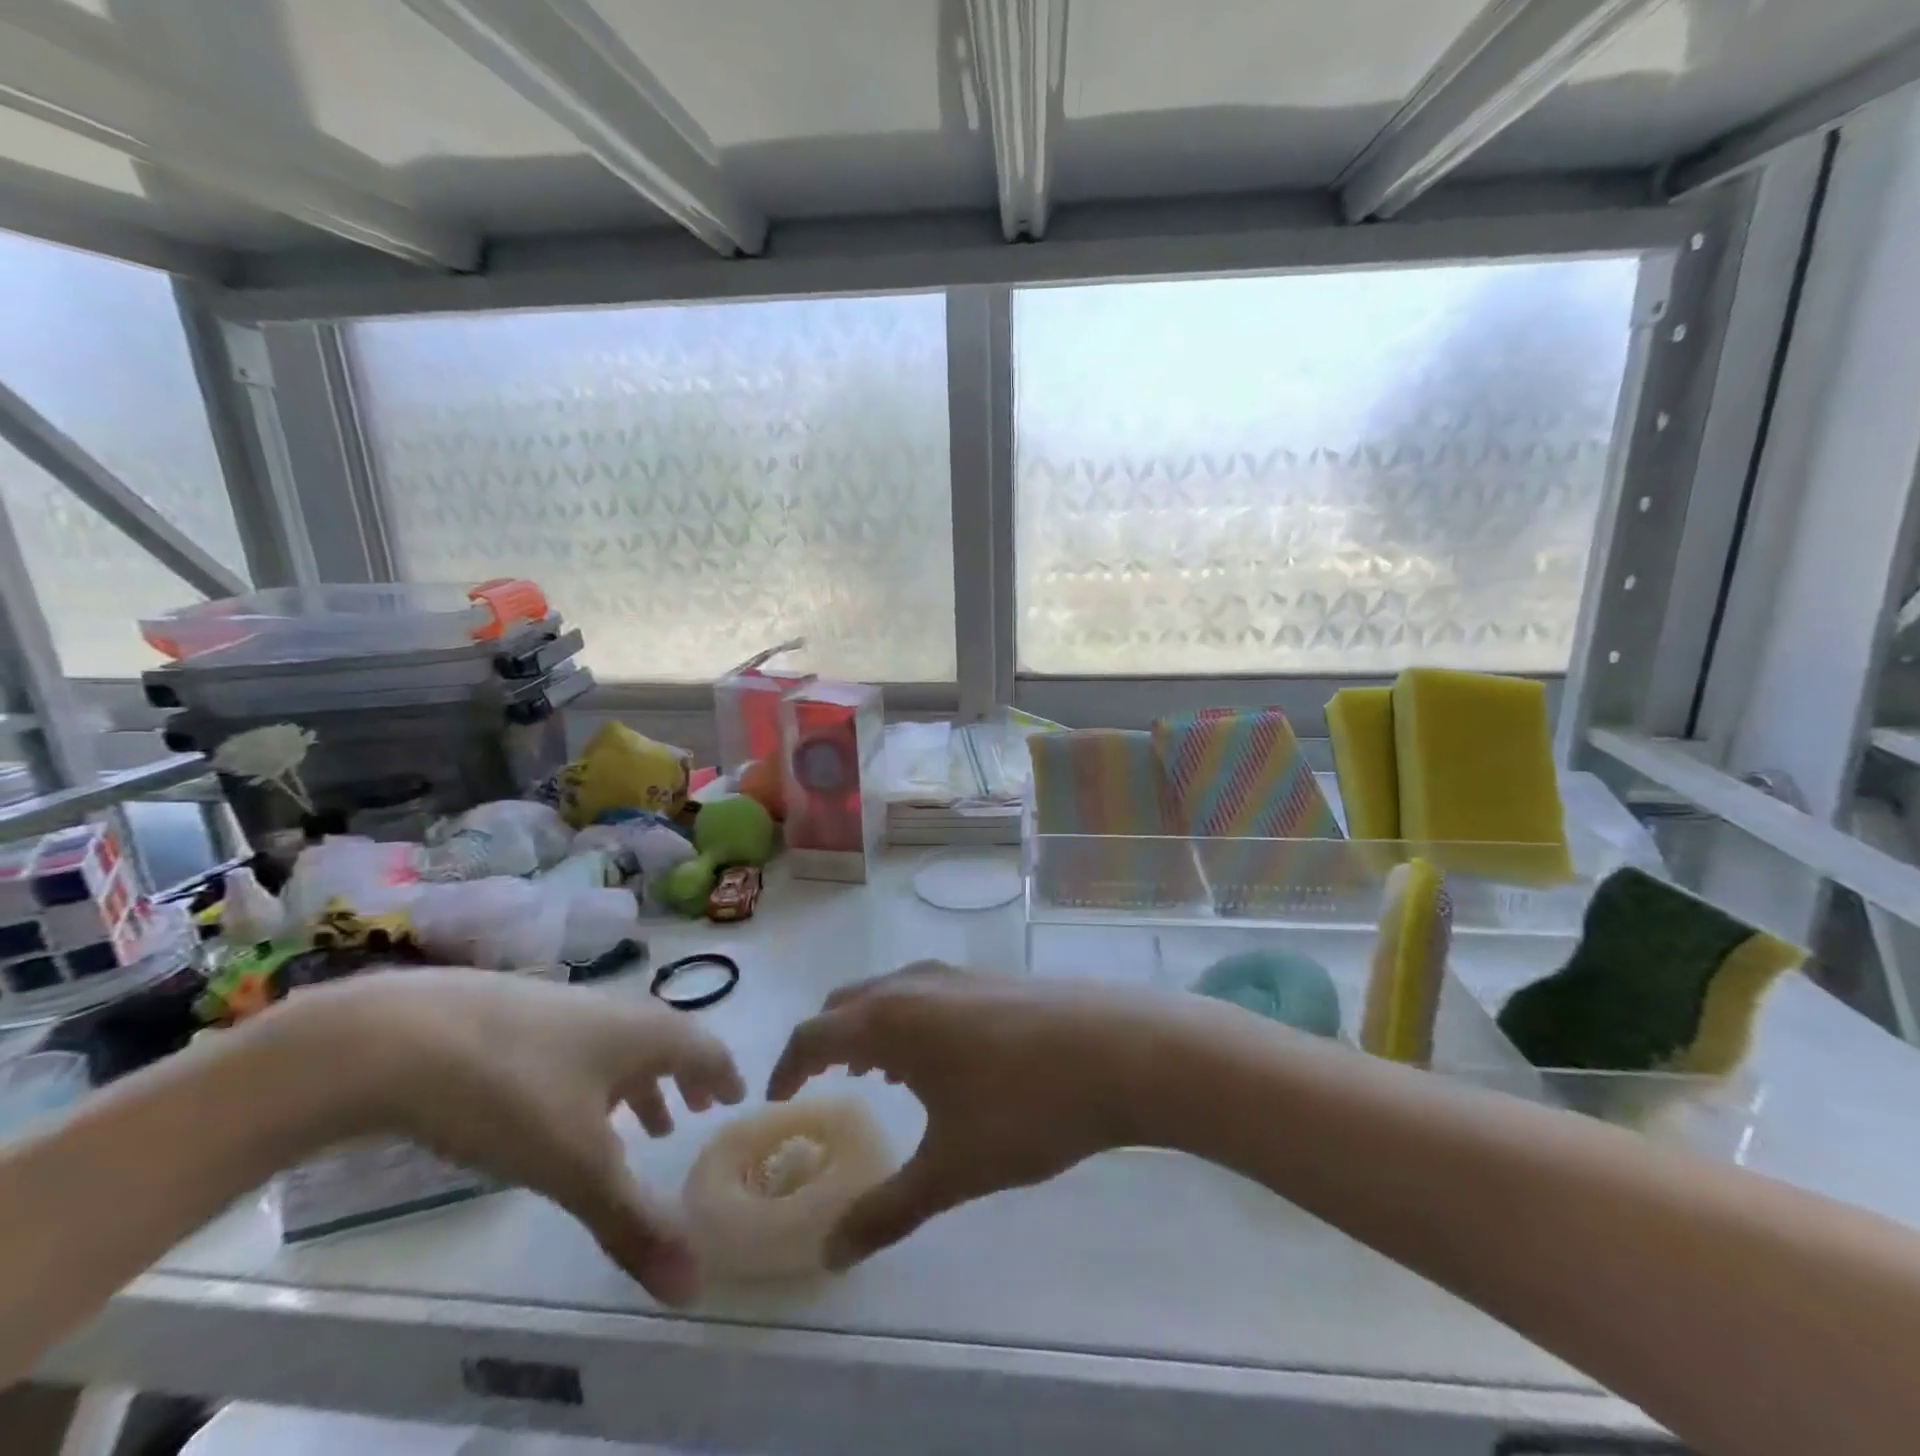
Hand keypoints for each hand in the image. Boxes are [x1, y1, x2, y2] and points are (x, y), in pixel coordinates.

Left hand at [275, 970, 743, 1303]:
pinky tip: (561, 1106)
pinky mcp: (516, 1015)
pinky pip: (578, 1046)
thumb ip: (633, 1223)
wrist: (402, 1035)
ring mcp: (563, 1007)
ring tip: (640, 1124)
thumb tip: (693, 1286)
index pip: (705, 1048)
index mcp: (645, 1033)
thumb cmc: (513, 1092)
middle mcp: (615, 1011)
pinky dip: (594, 1077)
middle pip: (665, 1042)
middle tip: (694, 1110)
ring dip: (639, 1082)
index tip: (736, 1096)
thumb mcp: (576, 1166)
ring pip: (618, 1046)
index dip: (724, 1073)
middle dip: (683, 1079)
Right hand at [766, 962, 1173, 1266]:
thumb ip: (887, 1211)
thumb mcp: (952, 1169)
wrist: (1120, 1049)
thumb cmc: (1025, 1107)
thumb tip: (832, 1254)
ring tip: (877, 1075)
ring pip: (891, 992)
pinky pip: (928, 993)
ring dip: (871, 1027)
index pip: (814, 1033)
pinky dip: (910, 1020)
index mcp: (890, 1019)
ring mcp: (959, 974)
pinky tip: (940, 1061)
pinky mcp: (993, 979)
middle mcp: (915, 983)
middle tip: (823, 1083)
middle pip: (848, 1002)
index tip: (779, 1098)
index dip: (788, 1065)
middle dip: (827, 1040)